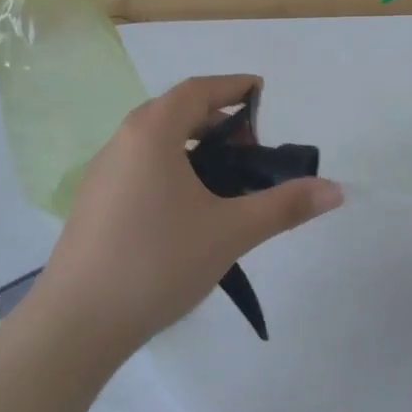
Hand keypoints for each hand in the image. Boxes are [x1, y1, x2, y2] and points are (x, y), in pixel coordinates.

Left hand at [22, 75, 342, 358]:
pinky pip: (140, 166)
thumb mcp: (231, 232)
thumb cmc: (158, 262)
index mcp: (152, 133)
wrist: (76, 324)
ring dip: (193, 145)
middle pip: (176, 111)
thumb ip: (285, 206)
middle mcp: (122, 142)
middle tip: (252, 149)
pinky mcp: (94, 204)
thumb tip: (335, 189)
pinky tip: (189, 208)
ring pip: (155, 141)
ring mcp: (102, 174)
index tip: (263, 95)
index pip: (198, 90)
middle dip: (218, 119)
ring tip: (226, 178)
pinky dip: (172, 167)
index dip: (234, 86)